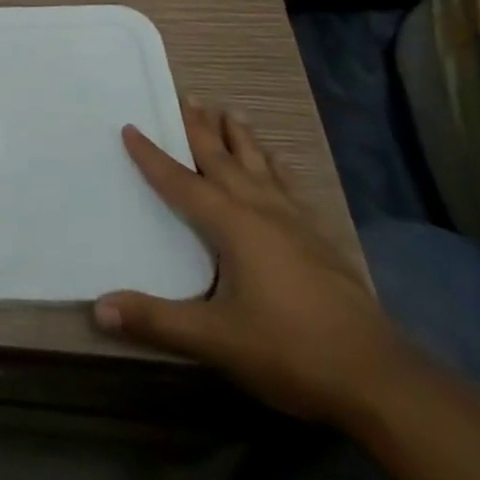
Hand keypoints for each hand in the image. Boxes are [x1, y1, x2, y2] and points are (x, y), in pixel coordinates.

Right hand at [94, 104, 412, 425]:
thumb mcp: (216, 340)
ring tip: (231, 112)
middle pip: (224, 160)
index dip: (152, 156)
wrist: (381, 382)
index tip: (130, 126)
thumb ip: (156, 321)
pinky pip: (290, 188)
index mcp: (233, 225)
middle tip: (187, 96)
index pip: (181, 181)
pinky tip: (279, 163)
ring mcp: (297, 225)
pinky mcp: (321, 242)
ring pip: (261, 167)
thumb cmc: (291, 352)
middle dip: (202, 129)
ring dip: (242, 138)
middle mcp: (262, 212)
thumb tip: (98, 308)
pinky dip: (277, 167)